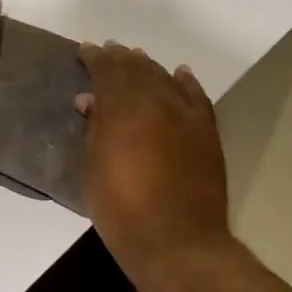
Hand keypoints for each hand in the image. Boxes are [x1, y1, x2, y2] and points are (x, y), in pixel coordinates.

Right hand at [76, 42, 233, 282]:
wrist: (176, 241)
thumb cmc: (121, 209)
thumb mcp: (92, 168)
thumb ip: (93, 129)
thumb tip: (90, 101)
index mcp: (123, 110)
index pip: (107, 71)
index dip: (94, 58)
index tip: (84, 50)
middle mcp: (157, 103)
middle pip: (137, 69)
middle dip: (120, 57)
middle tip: (108, 50)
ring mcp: (186, 116)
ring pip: (165, 77)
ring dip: (148, 66)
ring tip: (136, 58)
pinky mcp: (207, 132)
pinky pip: (196, 97)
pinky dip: (185, 82)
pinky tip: (180, 73)